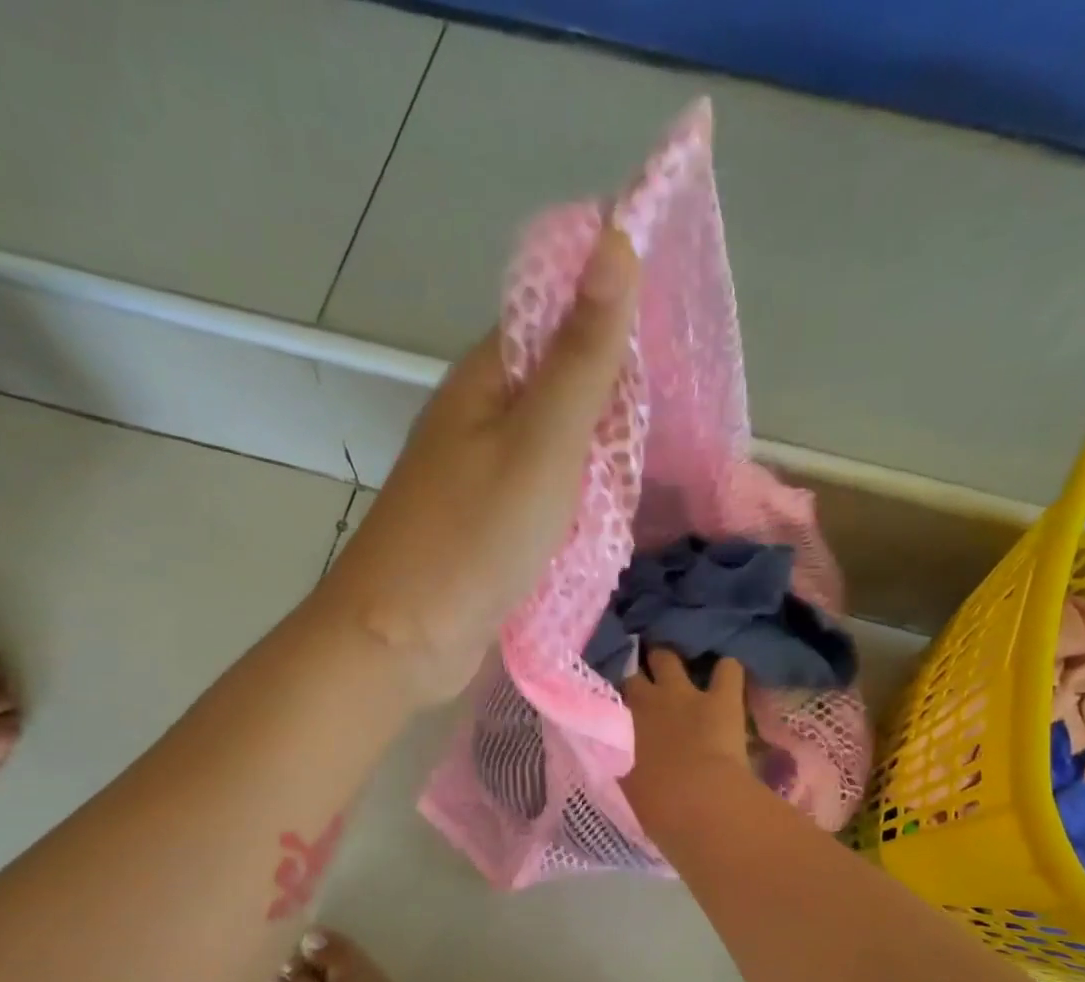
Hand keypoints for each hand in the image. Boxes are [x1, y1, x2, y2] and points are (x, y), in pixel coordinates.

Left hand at [319, 225, 639, 704]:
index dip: (617, 319)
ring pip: (562, 450)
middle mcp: (483, 419)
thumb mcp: (541, 442)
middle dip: (619, 402)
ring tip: (661, 471)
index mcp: (487, 380)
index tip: (679, 344)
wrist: (402, 640)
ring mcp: (485, 479)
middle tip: (681, 423)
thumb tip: (616, 238)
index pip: (559, 317)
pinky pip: (550, 500)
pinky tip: (616, 516)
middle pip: (565, 387)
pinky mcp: (492, 530)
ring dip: (605, 460)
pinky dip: (583, 505)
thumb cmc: (472, 538)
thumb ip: (583, 356)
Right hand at [620, 649, 751, 831]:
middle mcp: (651, 699)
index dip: (620, 693)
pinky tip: (727, 676)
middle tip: (652, 681)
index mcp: (624, 721)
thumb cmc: (657, 803)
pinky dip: (726, 671)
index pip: (614, 693)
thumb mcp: (627, 785)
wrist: (699, 801)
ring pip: (674, 660)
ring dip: (677, 663)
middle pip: (640, 671)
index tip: (622, 699)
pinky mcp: (724, 699)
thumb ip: (622, 766)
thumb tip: (619, 761)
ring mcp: (687, 694)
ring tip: (683, 670)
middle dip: (647, 669)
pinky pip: (728, 669)